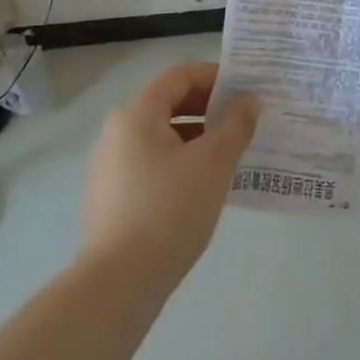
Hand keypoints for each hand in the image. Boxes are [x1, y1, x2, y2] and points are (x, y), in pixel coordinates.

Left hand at [81, 63, 261, 283]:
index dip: (215, 76)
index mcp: (135, 115)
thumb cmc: (169, 209)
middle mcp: (116, 134)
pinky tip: (206, 186)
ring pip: (162, 138)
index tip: (246, 90)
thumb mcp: (214, 162)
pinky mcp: (112, 198)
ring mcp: (110, 168)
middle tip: (245, 121)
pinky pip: (153, 165)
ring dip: (198, 138)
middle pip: (168, 105)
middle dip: (209, 109)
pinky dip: (181, 163)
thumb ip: (236, 125)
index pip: (179, 77)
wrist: (120, 283)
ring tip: (232, 155)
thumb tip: (249, 101)